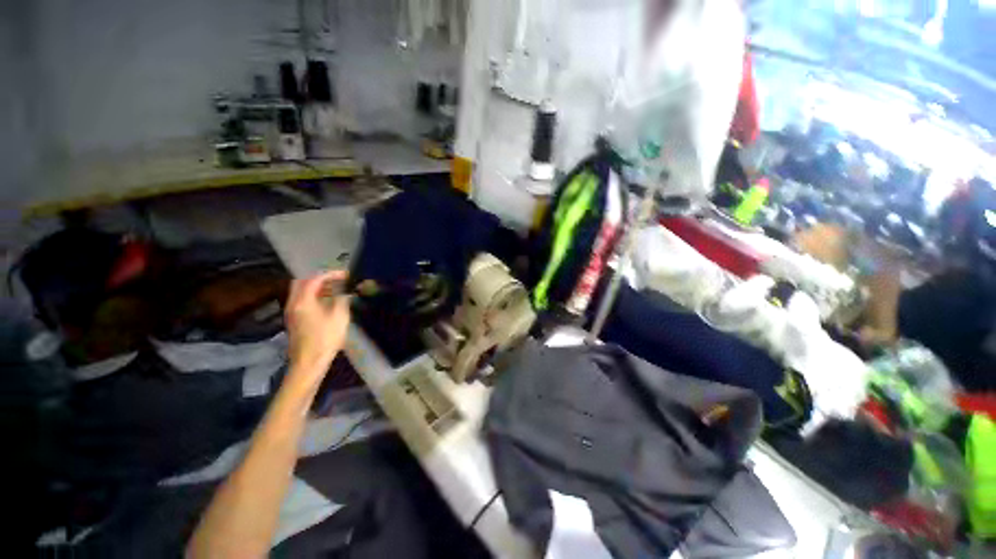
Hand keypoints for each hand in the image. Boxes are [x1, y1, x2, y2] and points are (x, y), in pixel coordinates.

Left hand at [285, 270, 350, 385]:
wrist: (309, 362)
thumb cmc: (325, 339)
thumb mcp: (339, 316)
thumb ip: (341, 299)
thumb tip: (345, 291)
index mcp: (303, 301)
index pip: (315, 279)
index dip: (331, 274)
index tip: (346, 275)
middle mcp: (293, 303)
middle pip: (302, 282)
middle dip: (320, 278)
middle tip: (337, 280)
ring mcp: (292, 312)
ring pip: (301, 291)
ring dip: (317, 287)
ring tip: (335, 290)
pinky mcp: (294, 320)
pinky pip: (302, 300)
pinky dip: (314, 296)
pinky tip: (327, 302)